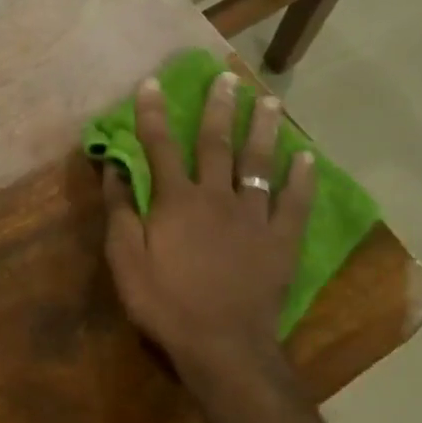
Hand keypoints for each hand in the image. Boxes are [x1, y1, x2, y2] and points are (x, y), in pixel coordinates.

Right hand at [102, 72, 313, 390]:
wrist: (222, 345)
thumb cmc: (164, 302)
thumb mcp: (125, 260)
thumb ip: (120, 211)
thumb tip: (114, 168)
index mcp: (176, 201)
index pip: (160, 147)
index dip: (153, 114)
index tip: (151, 83)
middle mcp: (216, 197)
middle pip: (217, 144)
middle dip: (218, 108)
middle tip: (226, 77)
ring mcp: (254, 217)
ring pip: (259, 163)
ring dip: (263, 129)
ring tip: (268, 100)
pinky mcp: (281, 240)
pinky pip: (295, 203)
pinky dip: (301, 179)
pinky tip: (307, 157)